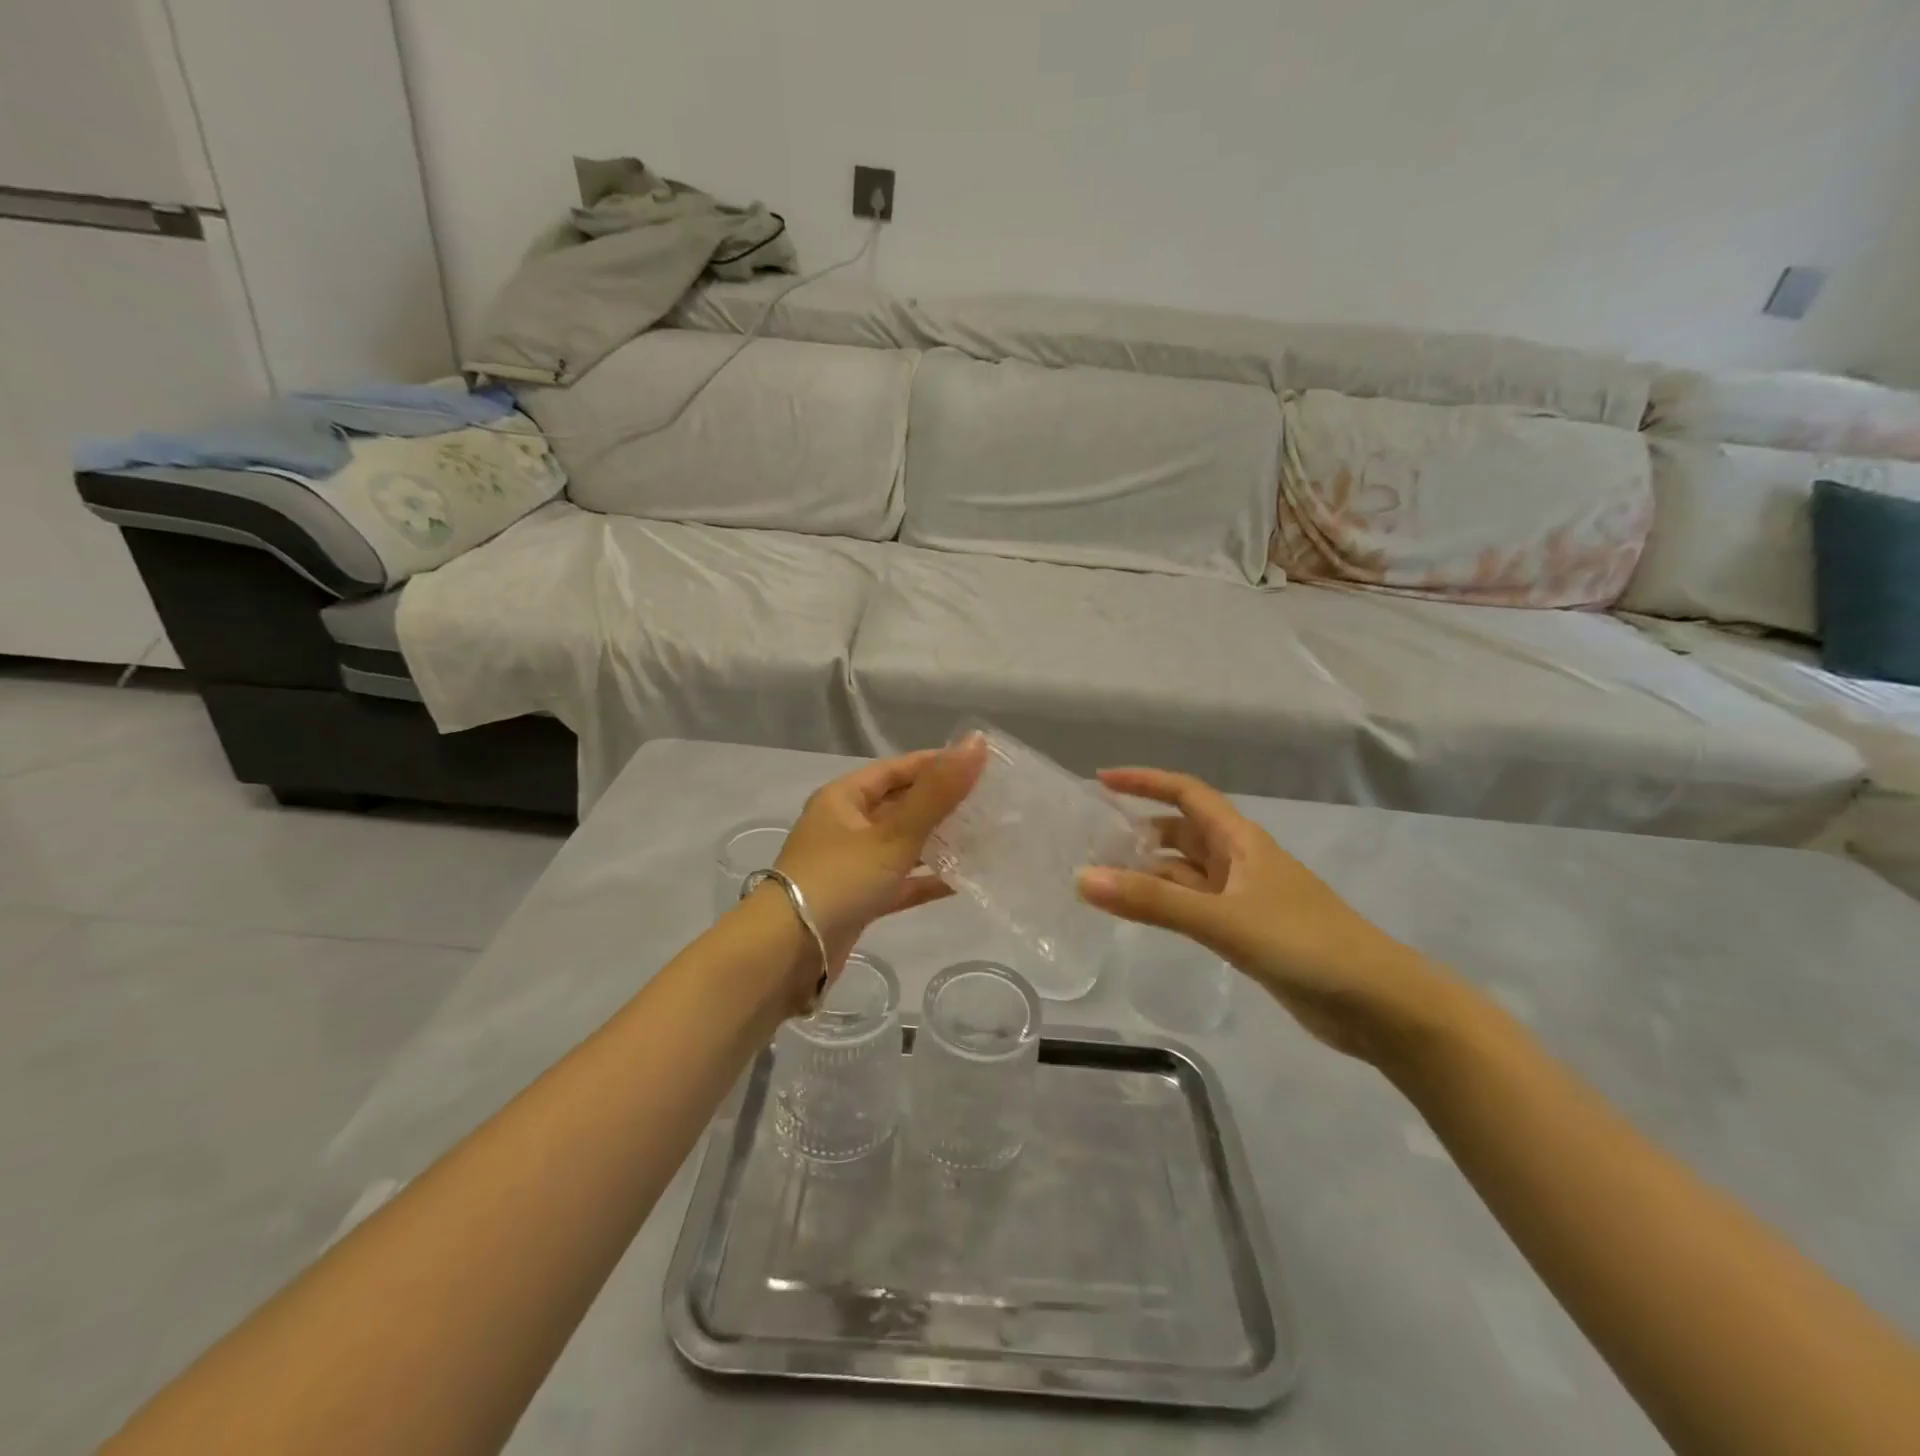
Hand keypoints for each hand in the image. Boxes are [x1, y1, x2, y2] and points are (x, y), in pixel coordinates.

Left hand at [770, 738, 988, 972]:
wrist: (788, 952)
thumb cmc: (839, 879)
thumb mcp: (893, 833)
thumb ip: (938, 792)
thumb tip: (977, 741)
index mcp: (844, 798)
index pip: (897, 769)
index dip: (936, 764)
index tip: (980, 766)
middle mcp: (845, 825)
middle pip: (900, 805)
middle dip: (942, 805)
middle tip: (989, 803)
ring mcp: (850, 864)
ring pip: (901, 844)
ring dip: (937, 842)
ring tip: (982, 838)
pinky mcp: (858, 899)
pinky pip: (898, 881)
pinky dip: (925, 880)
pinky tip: (961, 881)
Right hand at [1077, 768, 1451, 1060]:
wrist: (1379, 1004)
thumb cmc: (1305, 944)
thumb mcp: (1223, 919)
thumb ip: (1153, 901)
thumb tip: (1083, 879)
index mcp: (1240, 840)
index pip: (1186, 793)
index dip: (1145, 782)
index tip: (1101, 781)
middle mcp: (1240, 861)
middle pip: (1181, 832)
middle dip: (1138, 830)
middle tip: (1090, 842)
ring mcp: (1244, 898)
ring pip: (1186, 872)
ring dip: (1149, 872)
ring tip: (1101, 880)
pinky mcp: (1247, 932)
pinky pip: (1194, 906)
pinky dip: (1166, 904)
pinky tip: (1140, 916)